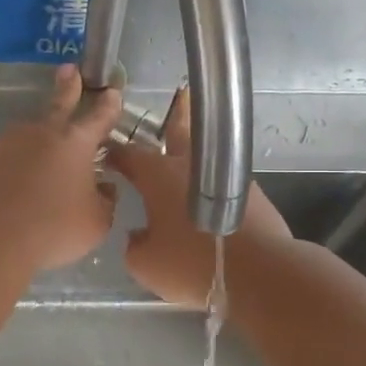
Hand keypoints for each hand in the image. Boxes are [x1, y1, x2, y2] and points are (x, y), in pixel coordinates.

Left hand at [0, 65, 122, 270]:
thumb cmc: (53, 228)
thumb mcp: (95, 222)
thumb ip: (104, 202)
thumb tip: (105, 189)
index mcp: (76, 143)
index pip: (99, 117)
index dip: (109, 105)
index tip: (112, 91)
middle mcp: (41, 133)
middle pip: (58, 104)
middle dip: (68, 86)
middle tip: (69, 70)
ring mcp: (5, 142)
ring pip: (25, 137)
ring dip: (32, 145)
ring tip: (33, 172)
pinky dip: (5, 170)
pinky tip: (4, 191)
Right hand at [109, 87, 292, 307]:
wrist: (258, 272)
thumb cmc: (191, 264)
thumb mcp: (145, 264)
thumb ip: (135, 245)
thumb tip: (139, 235)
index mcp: (158, 176)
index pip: (129, 154)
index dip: (115, 153)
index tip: (107, 153)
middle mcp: (190, 166)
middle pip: (180, 131)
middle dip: (176, 113)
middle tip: (180, 94)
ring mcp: (227, 175)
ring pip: (207, 154)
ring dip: (199, 149)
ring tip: (195, 146)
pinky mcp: (251, 192)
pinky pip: (225, 179)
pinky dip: (216, 181)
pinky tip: (213, 194)